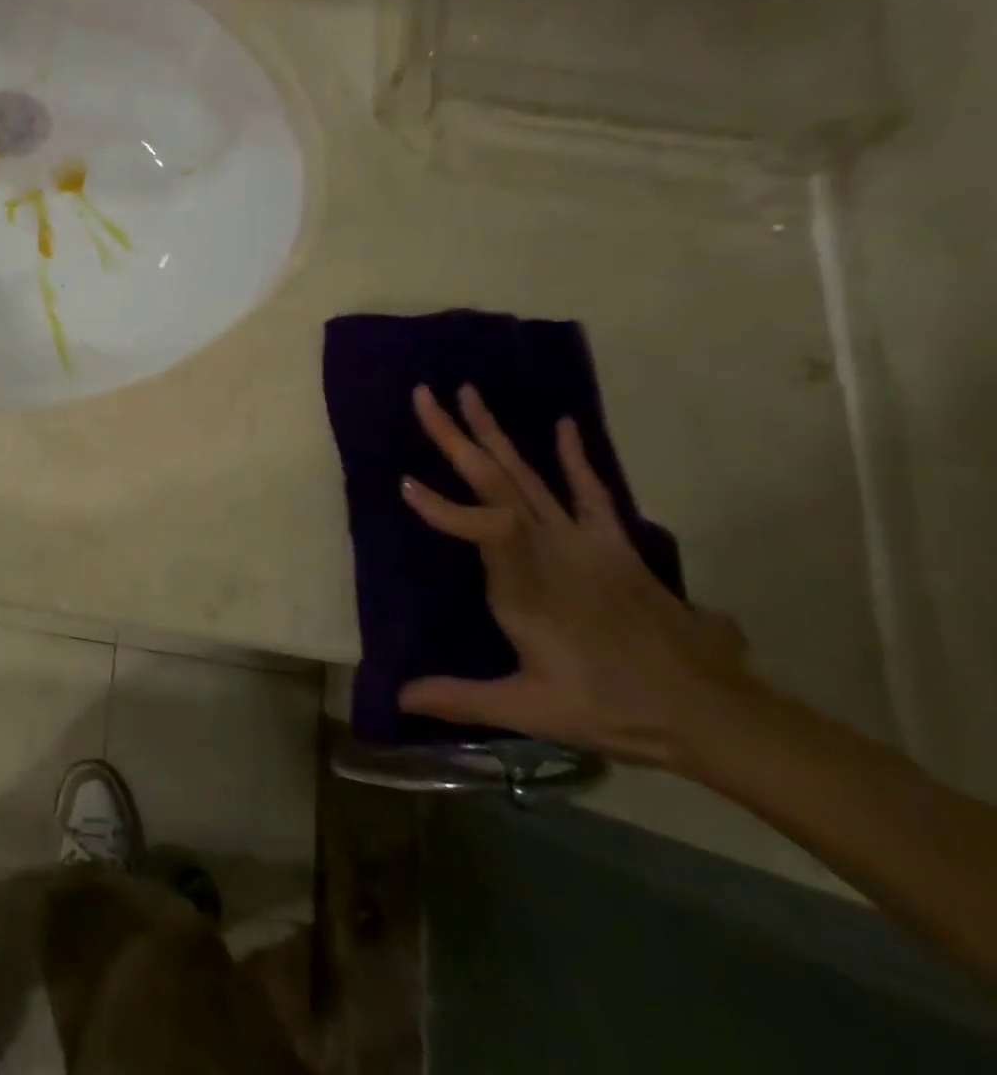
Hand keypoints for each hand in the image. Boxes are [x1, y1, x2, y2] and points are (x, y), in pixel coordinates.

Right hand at [397, 383, 760, 767]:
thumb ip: (460, 697)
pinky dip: (574, 458)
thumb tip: (396, 696)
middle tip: (424, 397)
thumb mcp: (530, 709)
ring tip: (469, 394)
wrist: (713, 714)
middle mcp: (552, 551)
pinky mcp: (614, 545)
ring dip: (496, 434)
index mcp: (527, 587)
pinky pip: (591, 492)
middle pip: (498, 482)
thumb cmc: (613, 709)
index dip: (442, 508)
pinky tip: (561, 425)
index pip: (482, 529)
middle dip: (456, 437)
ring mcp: (585, 543)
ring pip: (531, 476)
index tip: (404, 484)